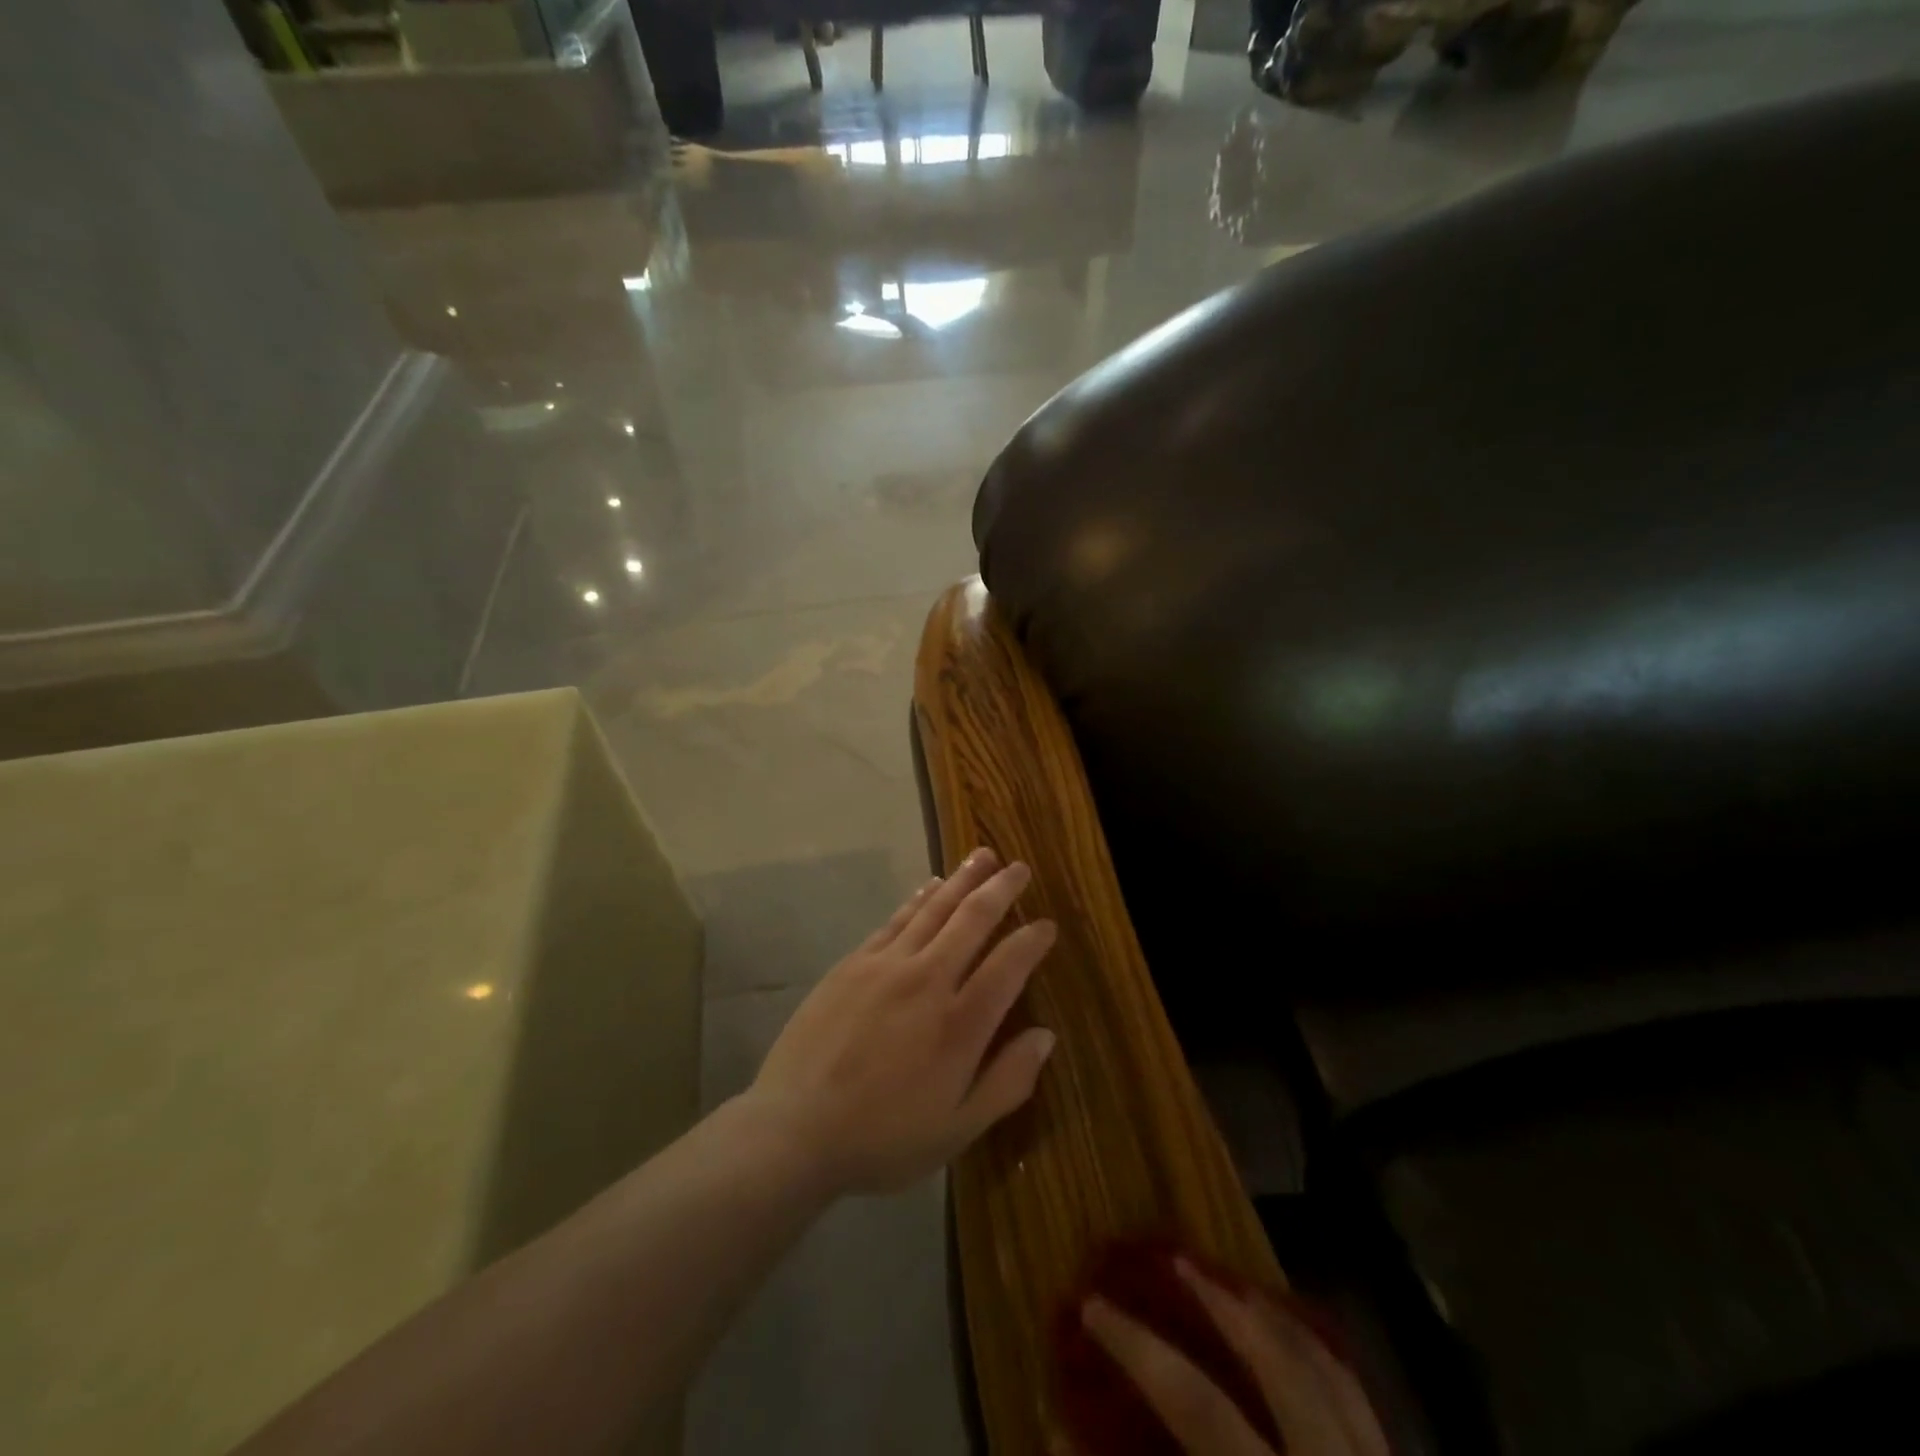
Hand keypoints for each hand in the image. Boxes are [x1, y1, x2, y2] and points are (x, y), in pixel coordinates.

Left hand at [744, 848, 1057, 1196]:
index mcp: (960, 1024)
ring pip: (933, 909)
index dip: (1031, 941)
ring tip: (982, 856)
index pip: (1008, 966)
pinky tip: (930, 885)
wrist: (794, 1129)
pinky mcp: (853, 963)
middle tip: (1019, 867)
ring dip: (962, 880)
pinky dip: (918, 898)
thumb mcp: (957, 1129)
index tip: (1047, 925)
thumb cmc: (883, 1138)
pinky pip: (895, 919)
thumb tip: (1045, 1036)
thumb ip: (1007, 1082)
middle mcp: (927, 981)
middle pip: (972, 920)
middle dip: (1001, 889)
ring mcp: (886, 966)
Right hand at [1081, 1259, 1388, 1455]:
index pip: (1200, 1410)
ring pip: (1333, 1375)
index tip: (1092, 1305)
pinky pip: (1364, 1406)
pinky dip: (1322, 1360)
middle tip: (1177, 1261)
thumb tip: (1065, 1439)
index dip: (1139, 1350)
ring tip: (1234, 1285)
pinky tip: (1297, 1345)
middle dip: (1224, 1305)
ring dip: (1277, 1321)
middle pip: (1282, 1369)